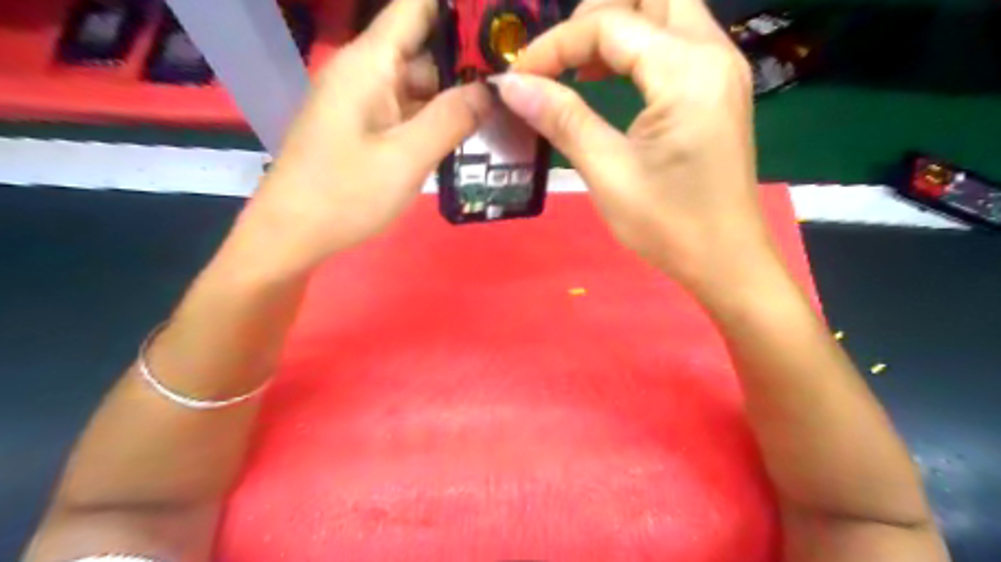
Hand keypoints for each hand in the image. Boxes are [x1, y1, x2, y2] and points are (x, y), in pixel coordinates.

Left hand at [235, 1, 490, 275]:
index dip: (459, 9)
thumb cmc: (344, 195)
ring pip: (420, 84)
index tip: (502, 20)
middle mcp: (366, 73)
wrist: (291, 236)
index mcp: (369, 64)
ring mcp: (365, 103)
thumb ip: (451, 119)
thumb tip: (493, 88)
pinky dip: (438, 118)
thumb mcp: (406, 158)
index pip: (416, 7)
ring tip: (506, 101)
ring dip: (457, 93)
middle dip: (469, 57)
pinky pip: (409, 112)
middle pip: (424, 48)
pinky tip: (470, 129)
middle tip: (517, 74)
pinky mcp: (367, 129)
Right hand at [496, 1, 777, 293]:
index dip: (555, 45)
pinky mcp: (718, 89)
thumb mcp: (608, 172)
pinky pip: (675, 42)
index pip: (611, 24)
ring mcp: (721, 69)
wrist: (725, 261)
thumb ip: (562, 119)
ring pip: (665, 11)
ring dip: (616, 27)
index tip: (519, 78)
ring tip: (577, 68)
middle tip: (558, 58)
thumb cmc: (669, 225)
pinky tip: (606, 78)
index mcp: (687, 71)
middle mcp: (713, 53)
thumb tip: (511, 86)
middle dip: (595, 15)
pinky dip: (636, 47)